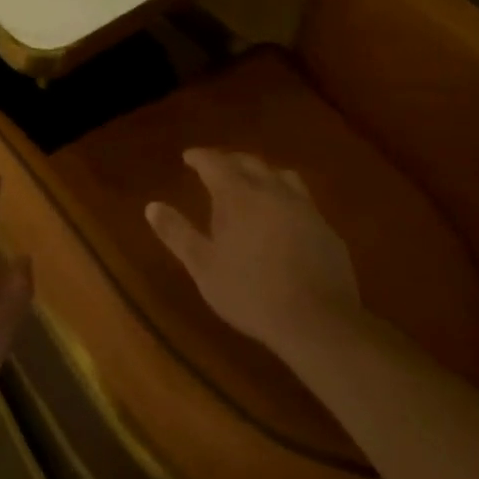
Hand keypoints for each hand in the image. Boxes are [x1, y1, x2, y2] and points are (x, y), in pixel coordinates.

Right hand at [146, 148, 361, 354]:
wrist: (319, 322)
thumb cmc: (250, 293)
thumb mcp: (203, 266)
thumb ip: (177, 233)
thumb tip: (152, 206)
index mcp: (238, 196)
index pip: (215, 163)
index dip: (200, 157)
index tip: (188, 156)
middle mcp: (272, 192)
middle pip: (249, 163)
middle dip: (230, 160)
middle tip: (216, 166)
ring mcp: (304, 209)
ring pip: (281, 176)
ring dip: (262, 173)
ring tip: (253, 183)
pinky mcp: (326, 229)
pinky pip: (302, 199)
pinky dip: (285, 197)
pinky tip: (283, 216)